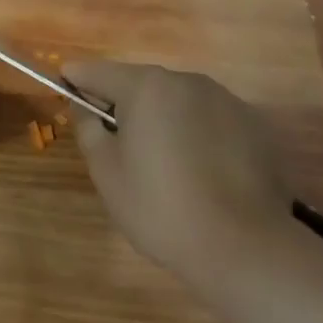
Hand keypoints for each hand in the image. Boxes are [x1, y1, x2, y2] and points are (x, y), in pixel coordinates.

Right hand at [63, 60, 291, 281]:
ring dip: (166, 121)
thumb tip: (84, 104)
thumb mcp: (107, 172)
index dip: (78, 80)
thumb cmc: (162, 208)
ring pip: (180, 102)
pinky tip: (205, 176)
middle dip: (127, 106)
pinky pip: (213, 122)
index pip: (98, 71)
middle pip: (142, 85)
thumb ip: (88, 128)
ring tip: (168, 166)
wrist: (247, 250)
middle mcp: (185, 81)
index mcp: (145, 86)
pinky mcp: (255, 126)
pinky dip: (201, 137)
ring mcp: (225, 100)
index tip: (66, 88)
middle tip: (121, 146)